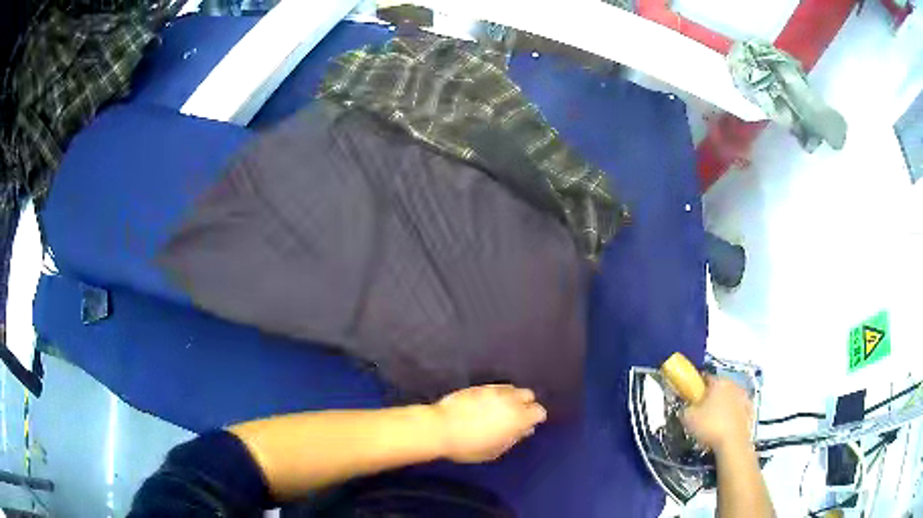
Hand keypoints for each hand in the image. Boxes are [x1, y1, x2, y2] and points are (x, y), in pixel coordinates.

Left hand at [432, 384, 546, 462]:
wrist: (440, 428)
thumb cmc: (469, 446)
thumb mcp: (495, 450)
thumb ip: (513, 439)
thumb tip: (524, 430)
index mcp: (518, 417)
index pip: (539, 411)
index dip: (535, 419)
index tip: (526, 426)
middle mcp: (510, 400)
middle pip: (528, 395)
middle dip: (525, 404)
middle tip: (514, 417)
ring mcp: (494, 390)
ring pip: (512, 388)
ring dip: (511, 397)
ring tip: (500, 409)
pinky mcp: (479, 386)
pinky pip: (496, 387)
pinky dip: (497, 394)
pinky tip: (487, 404)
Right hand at [681, 376, 753, 454]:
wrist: (733, 443)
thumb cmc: (710, 427)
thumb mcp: (688, 419)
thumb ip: (685, 409)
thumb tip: (686, 408)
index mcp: (719, 382)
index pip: (705, 378)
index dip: (697, 388)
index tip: (691, 398)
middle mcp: (734, 385)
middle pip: (720, 388)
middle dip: (711, 397)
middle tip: (701, 412)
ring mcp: (744, 398)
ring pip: (730, 399)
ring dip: (723, 406)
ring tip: (713, 423)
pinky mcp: (750, 412)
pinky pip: (738, 411)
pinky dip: (732, 416)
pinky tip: (724, 428)